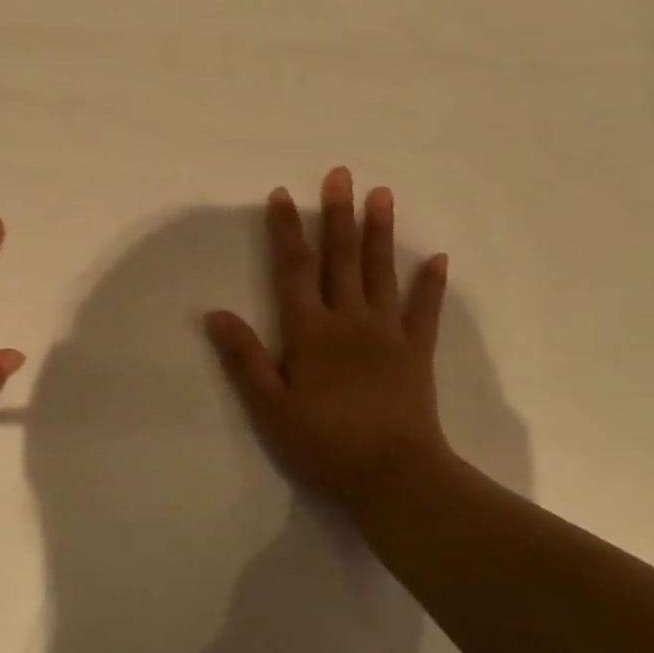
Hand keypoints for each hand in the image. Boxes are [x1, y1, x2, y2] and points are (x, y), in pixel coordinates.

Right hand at [205, 167, 451, 513]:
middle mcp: (349, 322)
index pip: (294, 269)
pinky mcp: (416, 354)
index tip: (282, 195)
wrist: (394, 478)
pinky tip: (437, 258)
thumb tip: (215, 313)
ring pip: (380, 273)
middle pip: (340, 259)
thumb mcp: (270, 407)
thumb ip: (245, 358)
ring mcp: (387, 335)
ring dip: (379, 232)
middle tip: (340, 173)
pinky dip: (430, 284)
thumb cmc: (324, 445)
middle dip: (337, 215)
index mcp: (310, 332)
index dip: (286, 231)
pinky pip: (424, 311)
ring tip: (382, 194)